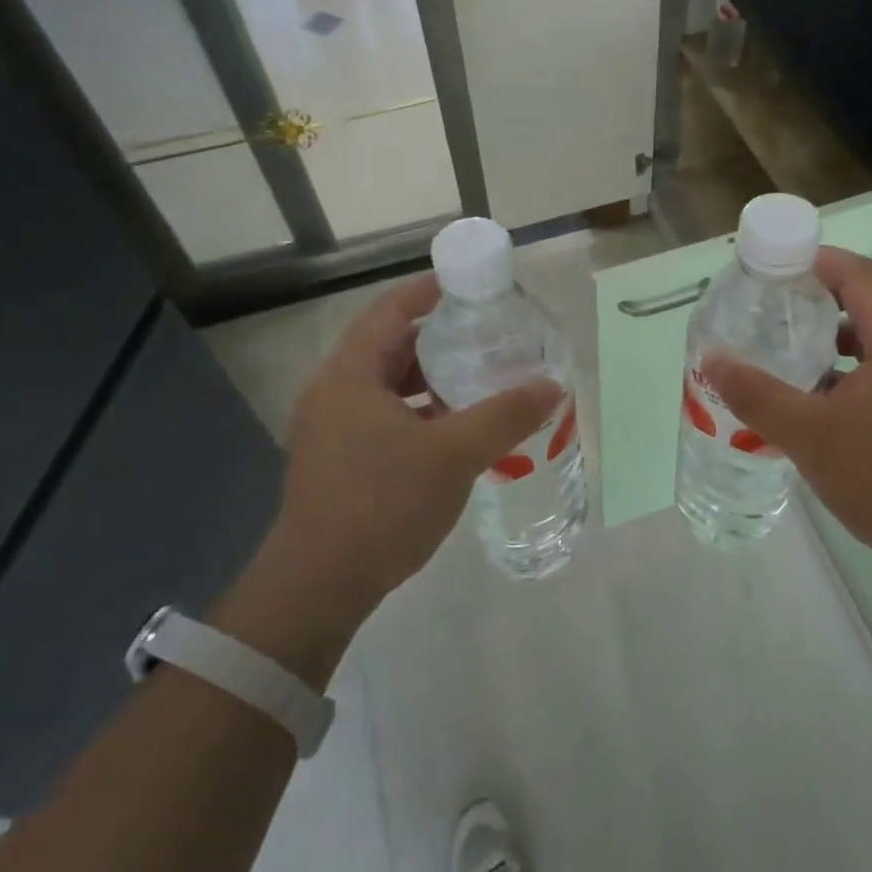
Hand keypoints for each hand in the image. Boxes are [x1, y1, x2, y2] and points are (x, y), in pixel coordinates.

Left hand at [216, 275, 561, 685]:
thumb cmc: (382, 505)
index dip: (428, 291)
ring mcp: (330, 429)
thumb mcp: (453, 455)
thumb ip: (505, 415)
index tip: (470, 285)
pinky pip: (383, 417)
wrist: (319, 586)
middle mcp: (333, 393)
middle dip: (439, 339)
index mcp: (350, 375)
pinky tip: (454, 433)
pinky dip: (419, 413)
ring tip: (479, 382)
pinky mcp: (337, 461)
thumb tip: (552, 386)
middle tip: (487, 336)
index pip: (390, 310)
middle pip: (389, 347)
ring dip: (430, 380)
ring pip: (387, 387)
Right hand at [703, 247, 871, 575]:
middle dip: (812, 303)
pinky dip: (843, 376)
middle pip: (864, 305)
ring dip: (827, 344)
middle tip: (764, 314)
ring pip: (871, 344)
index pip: (858, 275)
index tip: (769, 269)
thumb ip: (757, 394)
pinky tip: (811, 405)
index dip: (813, 261)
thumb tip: (712, 361)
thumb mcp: (808, 435)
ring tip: (780, 357)